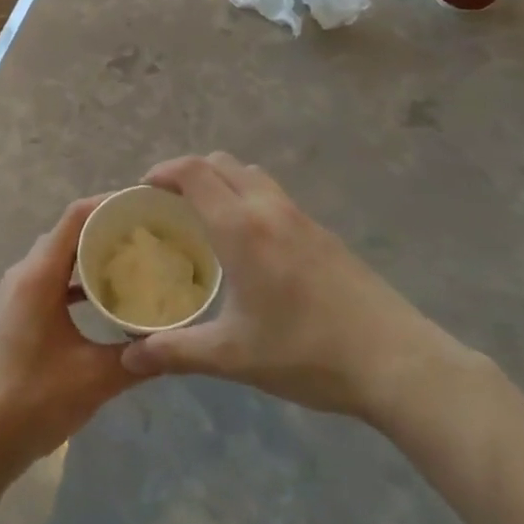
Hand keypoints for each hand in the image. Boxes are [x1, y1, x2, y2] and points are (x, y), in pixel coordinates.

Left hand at [0, 197, 138, 486]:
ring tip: (135, 258)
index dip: (109, 203)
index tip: (145, 204)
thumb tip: (178, 341)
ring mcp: (17, 292)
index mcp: (39, 275)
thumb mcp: (95, 378)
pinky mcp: (17, 312)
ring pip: (60, 257)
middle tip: (149, 232)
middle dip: (106, 227)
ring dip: (92, 254)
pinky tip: (107, 296)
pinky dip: (78, 280)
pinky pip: (52, 279)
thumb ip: (138, 355)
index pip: (76, 216)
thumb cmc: (33, 401)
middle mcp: (25, 273)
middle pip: (69, 232)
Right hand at [121, 154, 477, 428]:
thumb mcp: (233, 356)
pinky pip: (273, 195)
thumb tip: (128, 360)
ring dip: (222, 181)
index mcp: (240, 227)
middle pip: (221, 162)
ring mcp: (300, 216)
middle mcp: (268, 207)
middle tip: (170, 204)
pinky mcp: (322, 232)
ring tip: (207, 219)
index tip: (143, 189)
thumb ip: (175, 352)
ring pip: (251, 174)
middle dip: (189, 172)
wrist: (395, 361)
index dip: (163, 171)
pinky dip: (248, 197)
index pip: (193, 172)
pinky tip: (250, 245)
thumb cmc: (306, 353)